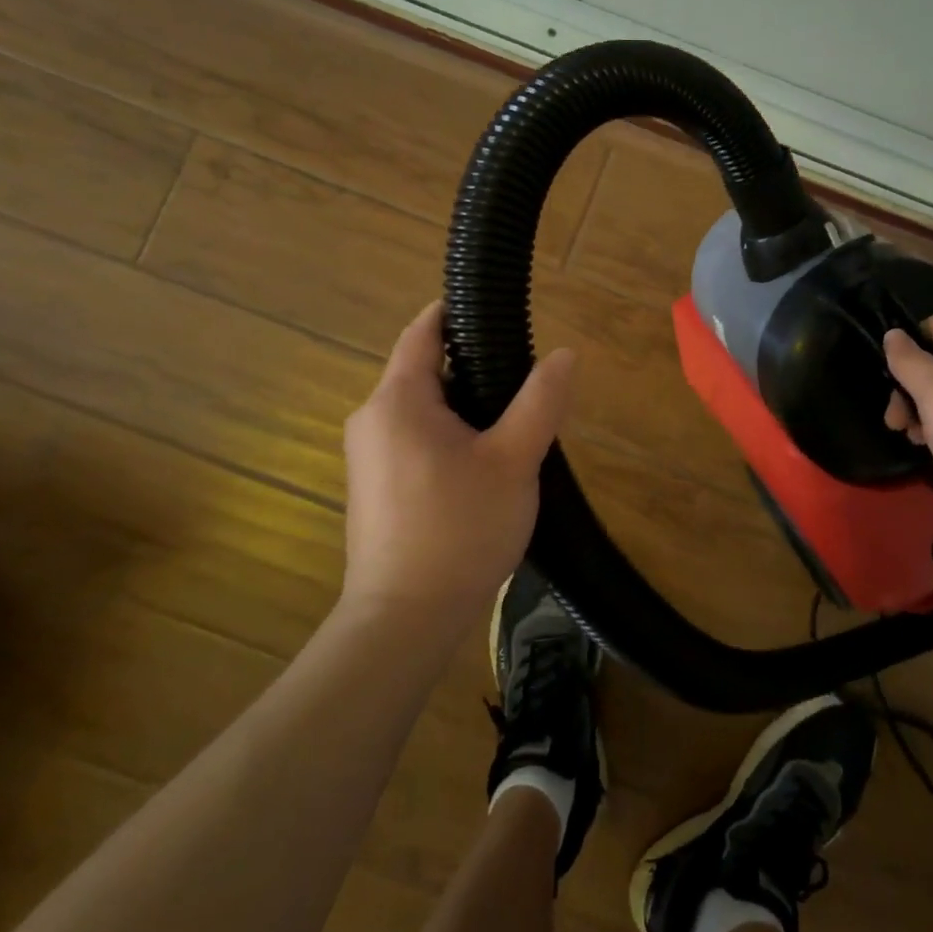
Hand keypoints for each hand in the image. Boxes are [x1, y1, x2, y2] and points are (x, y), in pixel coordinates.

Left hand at [339, 301, 575, 643]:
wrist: (404, 620)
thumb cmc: (459, 529)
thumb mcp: (514, 459)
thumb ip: (540, 400)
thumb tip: (564, 354)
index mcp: (398, 400)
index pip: (423, 331)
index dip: (458, 313)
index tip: (498, 311)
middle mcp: (372, 419)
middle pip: (426, 370)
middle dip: (474, 368)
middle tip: (526, 381)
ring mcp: (368, 456)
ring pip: (423, 409)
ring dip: (466, 407)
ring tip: (514, 425)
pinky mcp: (375, 487)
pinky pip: (415, 439)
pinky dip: (450, 435)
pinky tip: (484, 464)